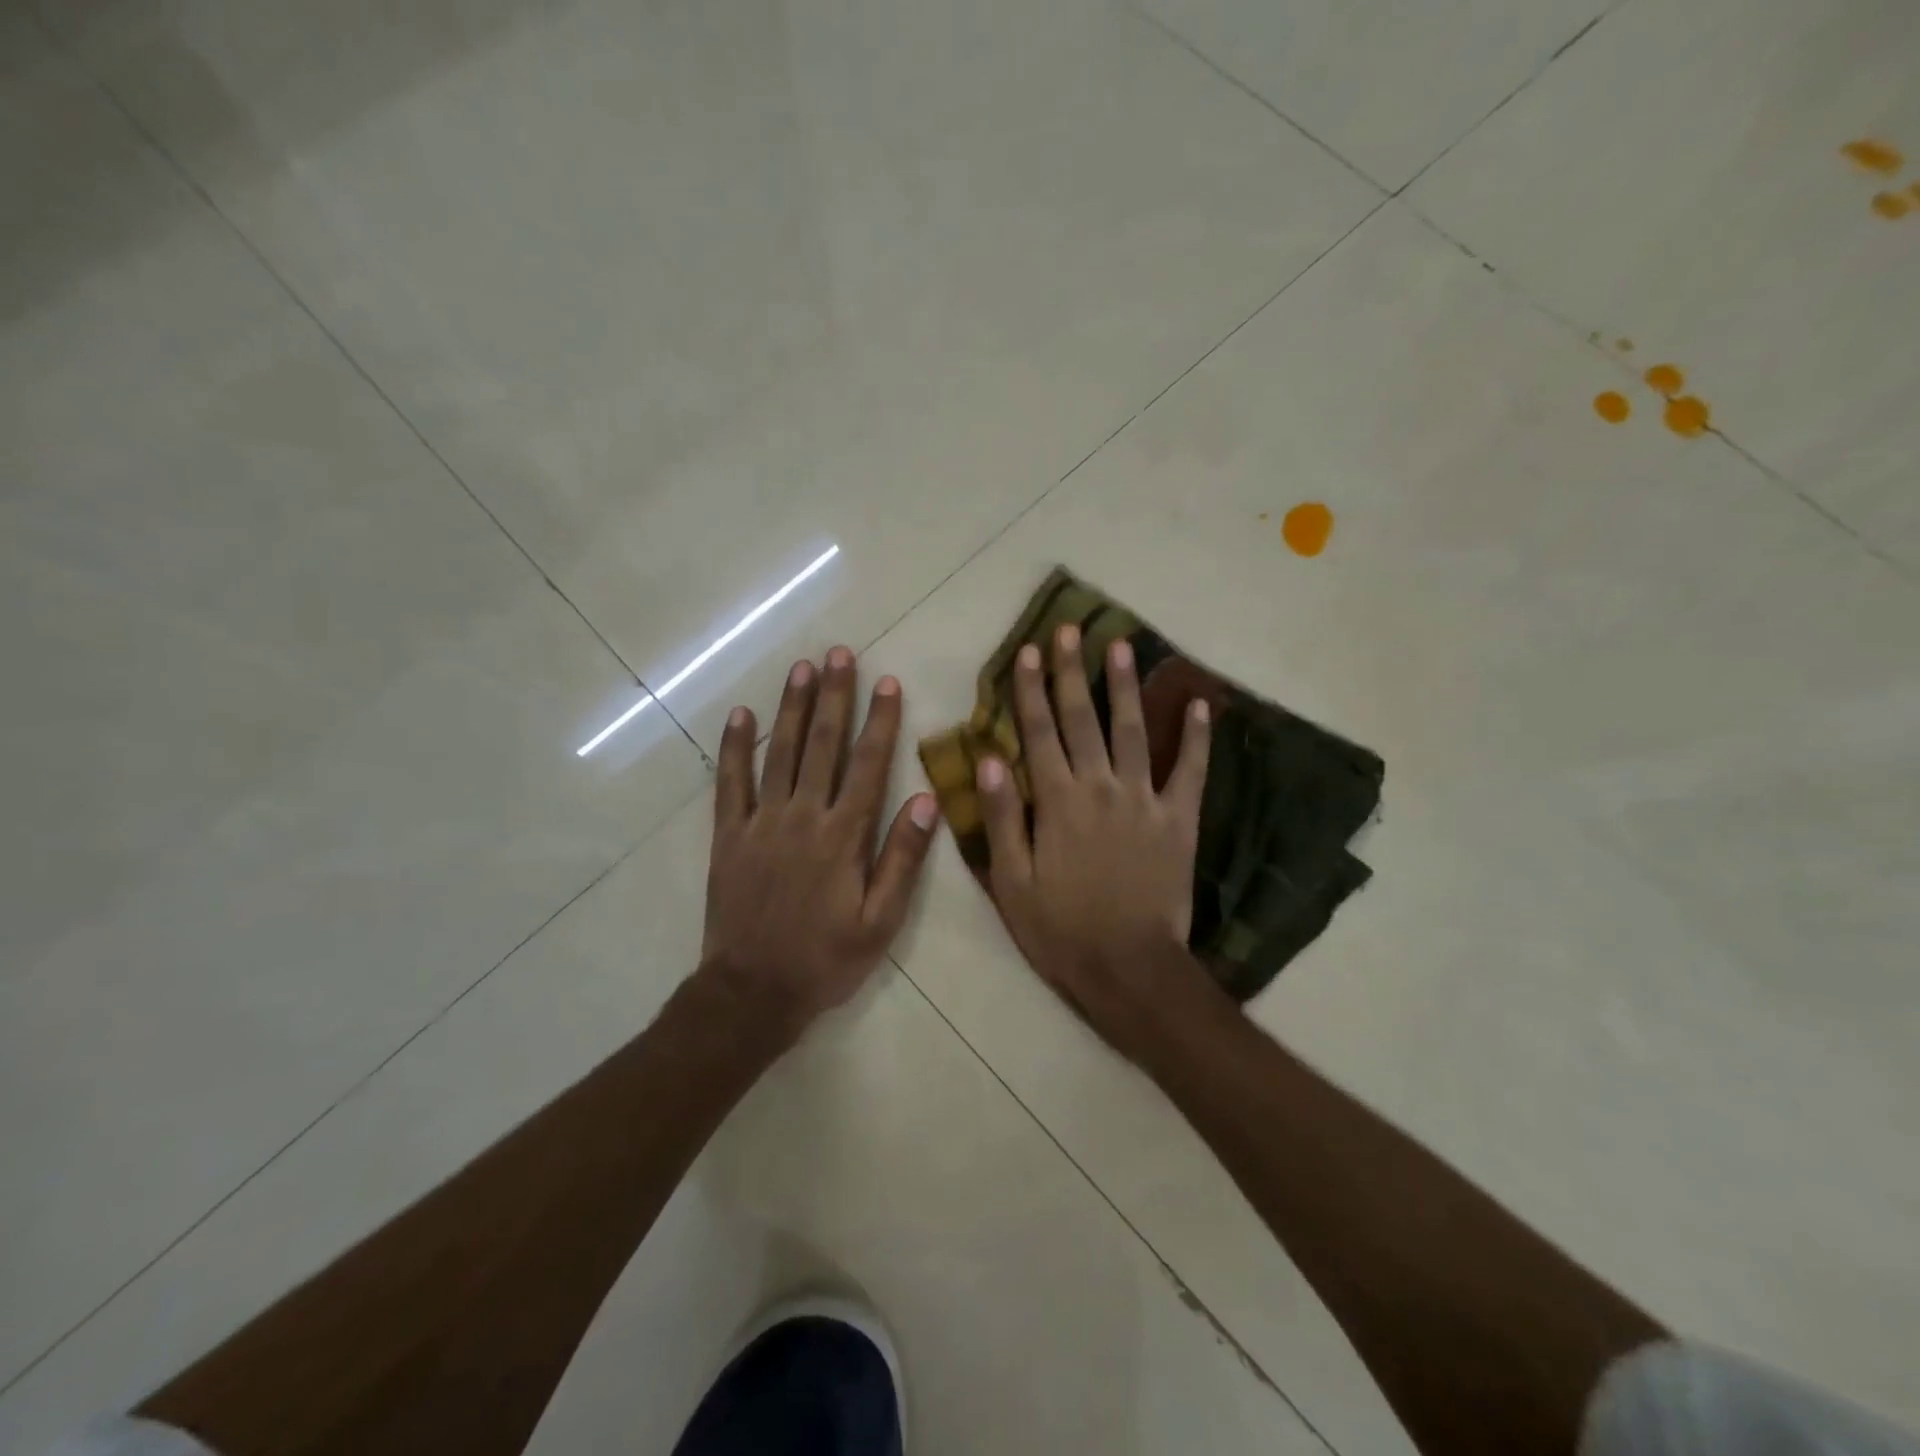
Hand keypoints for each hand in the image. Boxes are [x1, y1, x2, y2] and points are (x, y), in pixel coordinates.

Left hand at [702, 647, 938, 1034]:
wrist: (752, 992)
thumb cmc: (825, 960)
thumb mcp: (880, 922)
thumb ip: (902, 859)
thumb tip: (925, 800)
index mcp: (844, 836)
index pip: (868, 765)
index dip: (880, 721)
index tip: (887, 682)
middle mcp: (803, 817)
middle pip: (822, 745)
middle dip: (834, 697)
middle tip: (839, 654)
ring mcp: (762, 823)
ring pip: (779, 753)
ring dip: (792, 708)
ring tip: (802, 668)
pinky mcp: (730, 836)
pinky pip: (731, 783)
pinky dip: (734, 747)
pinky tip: (741, 715)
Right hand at [977, 624, 1216, 1052]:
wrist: (1128, 967)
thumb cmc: (1060, 930)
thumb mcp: (1011, 882)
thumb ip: (1002, 817)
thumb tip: (989, 759)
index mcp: (1057, 802)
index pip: (1039, 733)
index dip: (1030, 690)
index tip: (1027, 651)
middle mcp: (1100, 787)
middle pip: (1083, 719)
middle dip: (1072, 672)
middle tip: (1069, 630)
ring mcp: (1145, 800)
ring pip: (1134, 731)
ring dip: (1125, 687)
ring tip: (1122, 645)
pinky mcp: (1180, 820)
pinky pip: (1191, 771)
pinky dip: (1197, 737)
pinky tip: (1200, 705)